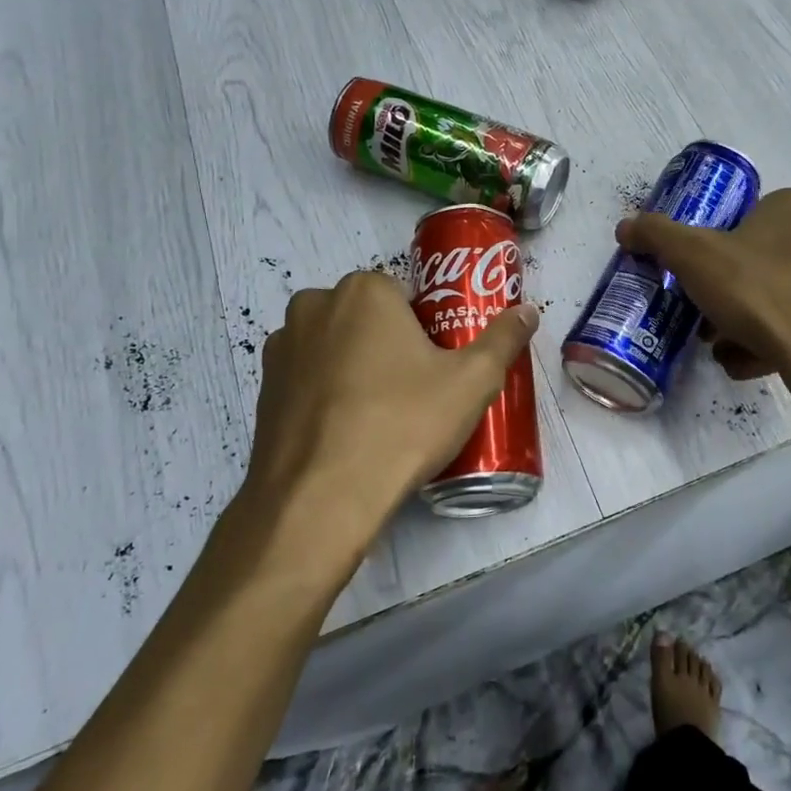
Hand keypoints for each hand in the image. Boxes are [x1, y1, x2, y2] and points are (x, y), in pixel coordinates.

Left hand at [214, 272, 537, 594]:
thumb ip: (503, 339)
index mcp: (364, 291)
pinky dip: (326, 394)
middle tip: (414, 390)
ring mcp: (281, 348)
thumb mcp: (471, 383)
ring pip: (334, 345)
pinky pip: (307, 378)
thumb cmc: (403, 425)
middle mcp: (314, 305)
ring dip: (354, 365)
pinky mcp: (262, 389)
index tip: (437, 365)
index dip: (426, 328)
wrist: (320, 500)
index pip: (405, 294)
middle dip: (388, 343)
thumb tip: (528, 311)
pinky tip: (346, 433)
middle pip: (367, 316)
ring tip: (380, 415)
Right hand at [617, 188, 790, 397]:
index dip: (716, 252)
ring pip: (785, 295)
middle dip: (731, 294)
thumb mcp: (693, 258)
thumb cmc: (760, 292)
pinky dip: (781, 341)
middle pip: (763, 261)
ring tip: (729, 352)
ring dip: (751, 322)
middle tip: (709, 323)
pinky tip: (758, 365)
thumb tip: (626, 226)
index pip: (746, 219)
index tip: (700, 283)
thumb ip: (657, 236)